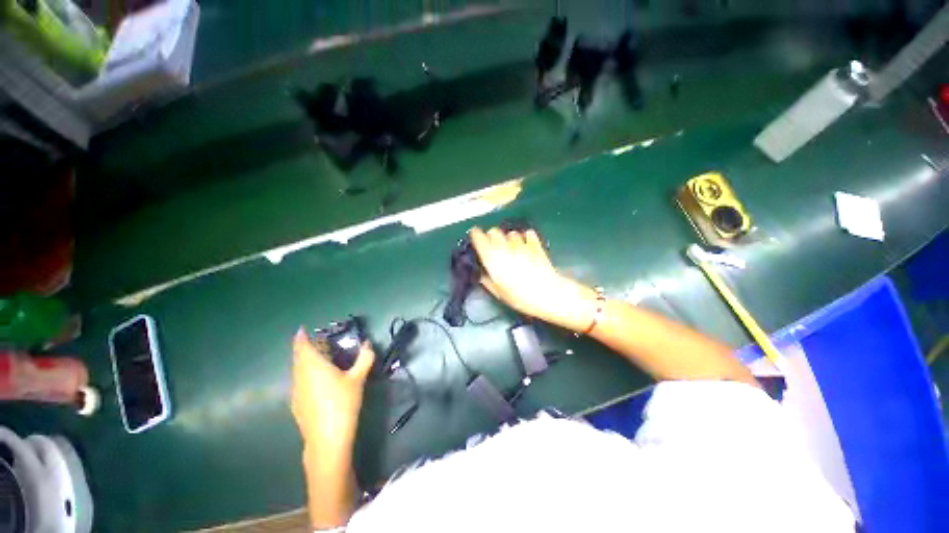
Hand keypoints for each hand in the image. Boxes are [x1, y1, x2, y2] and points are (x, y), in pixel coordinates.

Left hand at [291, 329, 374, 455]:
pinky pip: (299, 382)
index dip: (301, 337)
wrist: (327, 439)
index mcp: (313, 366)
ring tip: (320, 361)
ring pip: (297, 371)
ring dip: (305, 363)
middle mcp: (300, 376)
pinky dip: (305, 376)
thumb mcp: (358, 378)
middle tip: (320, 345)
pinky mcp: (296, 405)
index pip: (302, 346)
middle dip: (305, 349)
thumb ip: (364, 358)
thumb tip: (368, 344)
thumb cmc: (343, 403)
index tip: (303, 330)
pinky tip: (318, 383)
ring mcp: (296, 392)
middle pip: (298, 358)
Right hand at [469, 227, 597, 331]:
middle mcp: (504, 248)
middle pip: (494, 231)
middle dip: (492, 236)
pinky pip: (528, 234)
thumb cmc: (521, 297)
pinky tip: (527, 245)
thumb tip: (482, 275)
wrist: (548, 294)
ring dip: (509, 238)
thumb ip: (488, 281)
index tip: (475, 236)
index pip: (479, 239)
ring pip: (511, 233)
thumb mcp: (500, 294)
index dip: (476, 235)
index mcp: (493, 259)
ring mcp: (521, 245)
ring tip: (512, 248)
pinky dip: (526, 237)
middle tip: (494, 246)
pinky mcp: (535, 245)